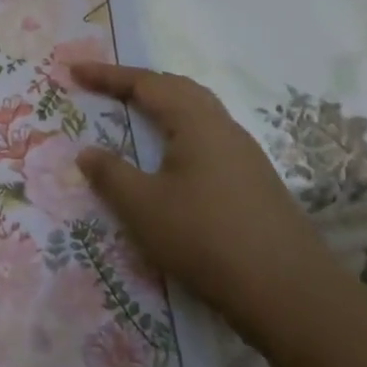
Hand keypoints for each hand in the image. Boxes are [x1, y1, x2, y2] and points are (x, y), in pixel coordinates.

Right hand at [71, 63, 347, 348]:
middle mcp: (225, 130)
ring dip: (162, 108)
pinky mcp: (255, 185)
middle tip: (104, 88)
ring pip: (198, 115)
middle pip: (178, 90)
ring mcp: (246, 158)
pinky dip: (178, 134)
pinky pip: (208, 141)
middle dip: (139, 84)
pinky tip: (170, 162)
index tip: (74, 70)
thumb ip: (110, 174)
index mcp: (197, 123)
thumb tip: (87, 152)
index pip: (146, 84)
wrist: (292, 297)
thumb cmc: (207, 239)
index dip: (108, 75)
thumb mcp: (143, 207)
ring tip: (133, 116)